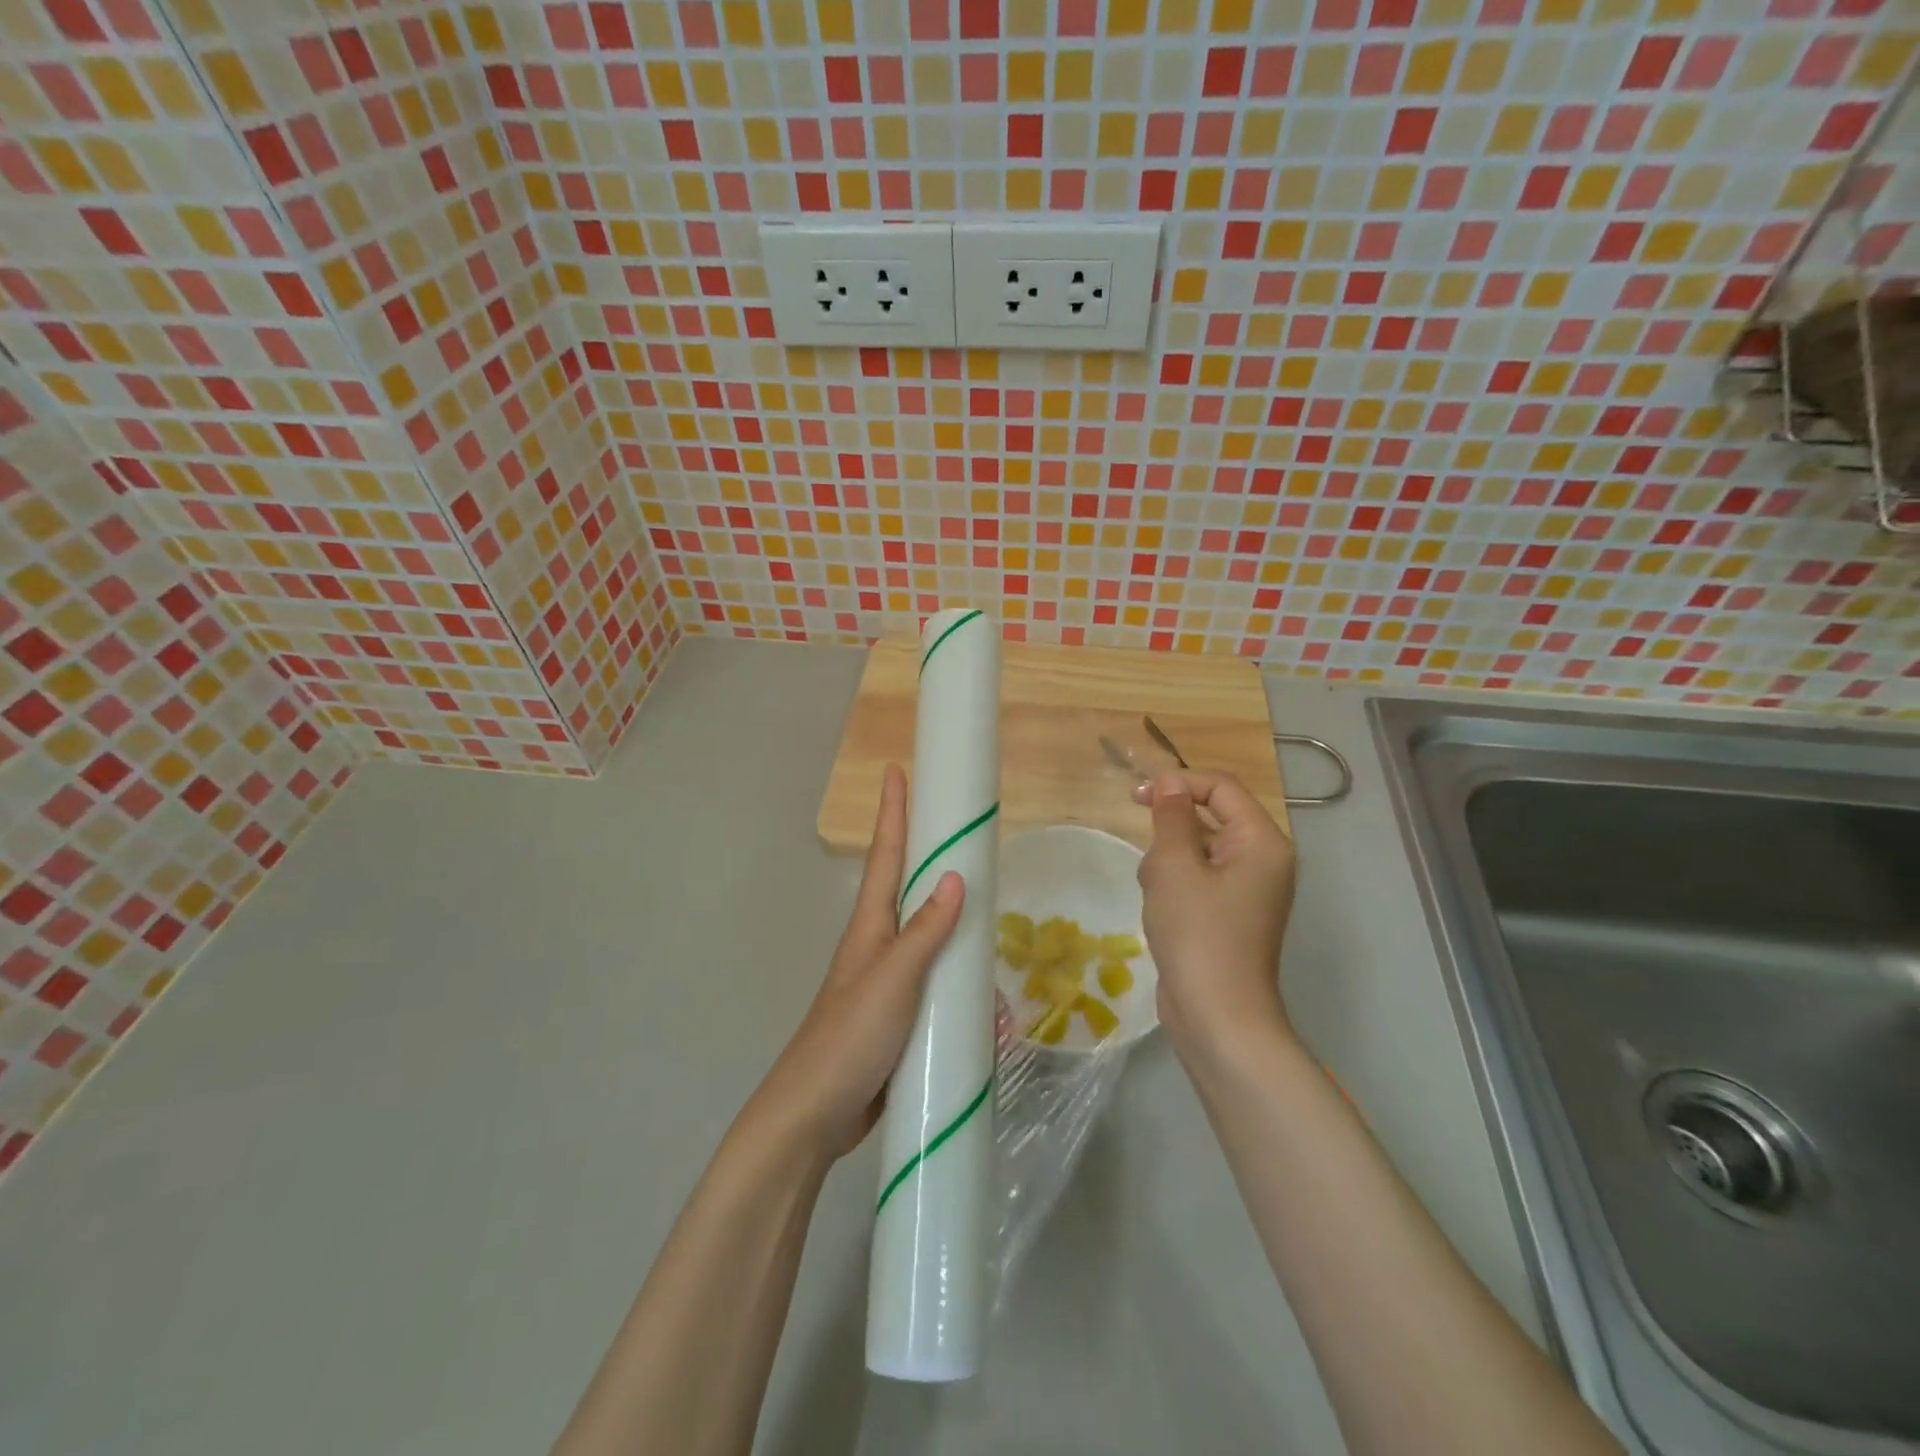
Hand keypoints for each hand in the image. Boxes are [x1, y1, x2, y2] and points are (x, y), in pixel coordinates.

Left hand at [749, 765, 963, 1162]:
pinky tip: (989, 1012)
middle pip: (911, 890)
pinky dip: (963, 991)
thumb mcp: (893, 978)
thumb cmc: (849, 1036)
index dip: (893, 812)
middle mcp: (879, 945)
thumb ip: (925, 931)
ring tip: (993, 940)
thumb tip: (954, 876)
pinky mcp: (901, 1017)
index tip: (897, 770)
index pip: (885, 854)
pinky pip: (940, 990)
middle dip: (934, 859)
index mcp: (871, 926)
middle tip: (966, 837)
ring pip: (933, 943)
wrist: (816, 1114)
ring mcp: (889, 982)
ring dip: (961, 938)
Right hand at [1133, 770, 1297, 1058]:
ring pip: (1197, 852)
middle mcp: (1263, 861)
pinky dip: (1174, 888)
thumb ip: (1171, 816)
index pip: (1221, 788)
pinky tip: (1161, 915)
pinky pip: (1198, 881)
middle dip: (1170, 836)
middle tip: (1153, 869)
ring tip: (1158, 899)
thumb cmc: (1198, 934)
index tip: (1136, 797)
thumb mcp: (1175, 866)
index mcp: (1262, 842)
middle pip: (1208, 820)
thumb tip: (1170, 782)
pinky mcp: (1229, 915)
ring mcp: (1248, 891)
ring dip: (1168, 865)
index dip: (1179, 783)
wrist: (1218, 1018)